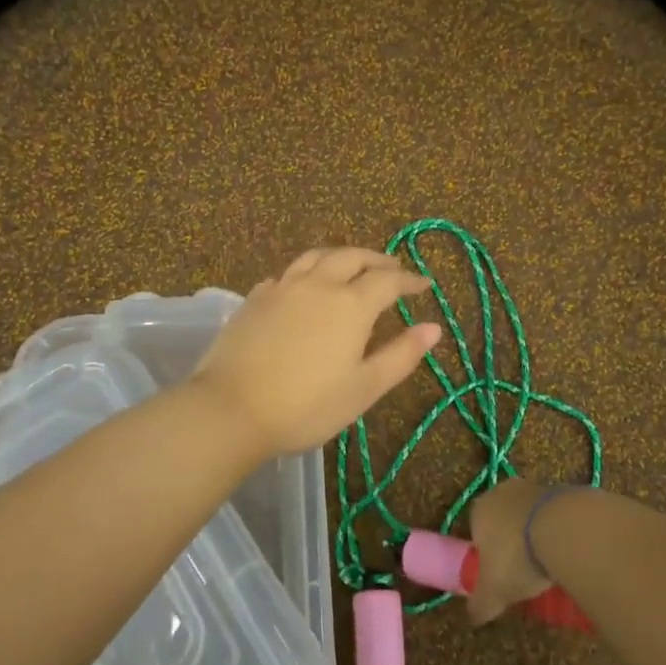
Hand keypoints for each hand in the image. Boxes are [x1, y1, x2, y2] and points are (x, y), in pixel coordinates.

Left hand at [189, 247, 441, 455]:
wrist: (231, 408)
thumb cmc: (306, 405)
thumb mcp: (364, 388)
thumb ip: (401, 355)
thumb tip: (434, 327)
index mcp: (351, 304)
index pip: (388, 280)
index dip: (409, 280)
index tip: (424, 284)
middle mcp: (318, 284)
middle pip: (352, 257)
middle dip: (376, 260)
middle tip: (392, 268)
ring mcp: (282, 287)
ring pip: (316, 256)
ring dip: (341, 256)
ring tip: (351, 266)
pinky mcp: (254, 298)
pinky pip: (287, 273)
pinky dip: (306, 272)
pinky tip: (303, 286)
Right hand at [465, 477, 556, 624]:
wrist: (564, 529)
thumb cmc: (517, 557)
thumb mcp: (493, 592)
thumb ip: (480, 605)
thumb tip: (474, 616)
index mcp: (479, 510)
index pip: (477, 531)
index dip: (488, 555)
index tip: (500, 576)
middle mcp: (503, 492)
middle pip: (504, 521)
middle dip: (513, 543)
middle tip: (525, 572)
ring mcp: (534, 487)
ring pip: (530, 517)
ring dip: (537, 537)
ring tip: (550, 567)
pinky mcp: (563, 491)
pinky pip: (555, 517)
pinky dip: (559, 533)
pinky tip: (567, 554)